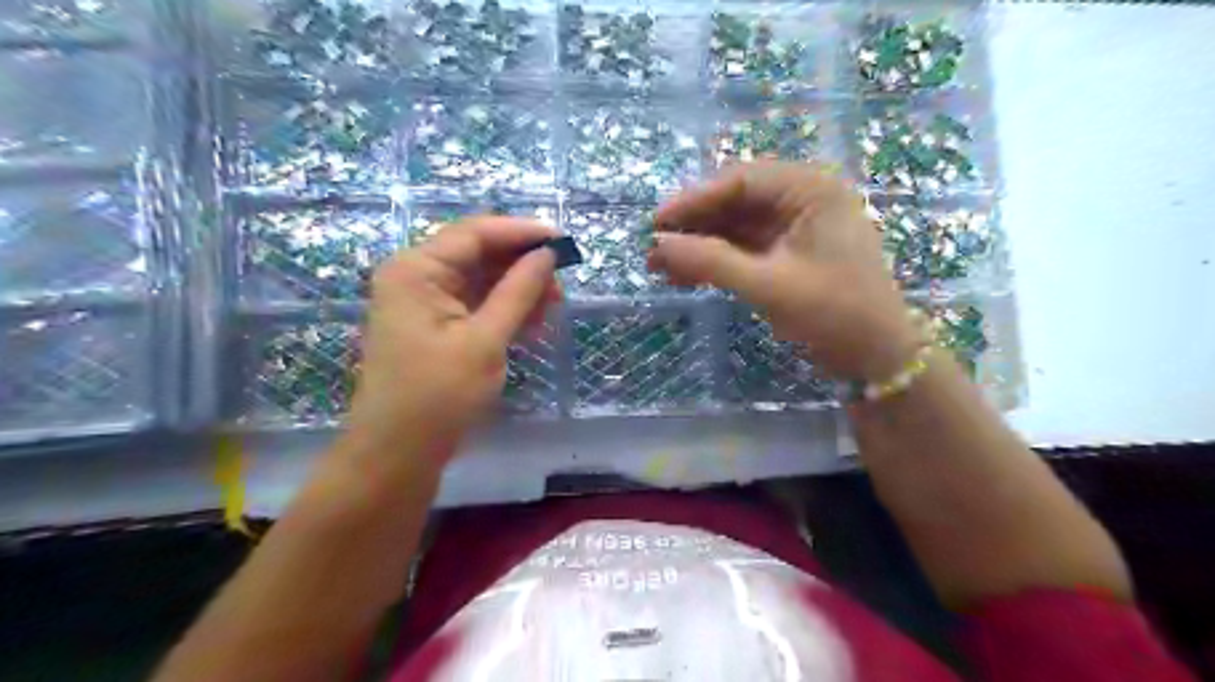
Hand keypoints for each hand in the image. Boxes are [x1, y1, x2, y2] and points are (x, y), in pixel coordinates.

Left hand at [340, 216, 559, 465]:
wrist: (398, 453)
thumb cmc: (439, 395)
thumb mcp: (485, 340)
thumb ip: (518, 292)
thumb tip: (548, 255)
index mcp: (417, 269)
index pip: (475, 232)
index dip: (522, 232)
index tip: (563, 242)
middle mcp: (416, 276)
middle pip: (478, 254)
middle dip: (522, 266)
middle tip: (561, 286)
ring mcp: (423, 302)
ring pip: (480, 280)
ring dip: (517, 290)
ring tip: (551, 309)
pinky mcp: (434, 325)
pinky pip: (474, 304)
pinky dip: (504, 310)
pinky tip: (531, 324)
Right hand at [650, 164, 917, 379]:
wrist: (876, 356)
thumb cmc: (833, 312)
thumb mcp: (768, 285)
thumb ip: (711, 261)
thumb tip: (657, 245)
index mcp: (811, 189)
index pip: (740, 181)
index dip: (693, 201)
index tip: (654, 223)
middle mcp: (803, 198)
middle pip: (735, 202)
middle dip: (693, 226)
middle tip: (653, 248)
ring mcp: (796, 226)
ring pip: (736, 226)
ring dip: (700, 245)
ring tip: (659, 266)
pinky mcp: (789, 252)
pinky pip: (744, 248)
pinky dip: (716, 260)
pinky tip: (685, 275)